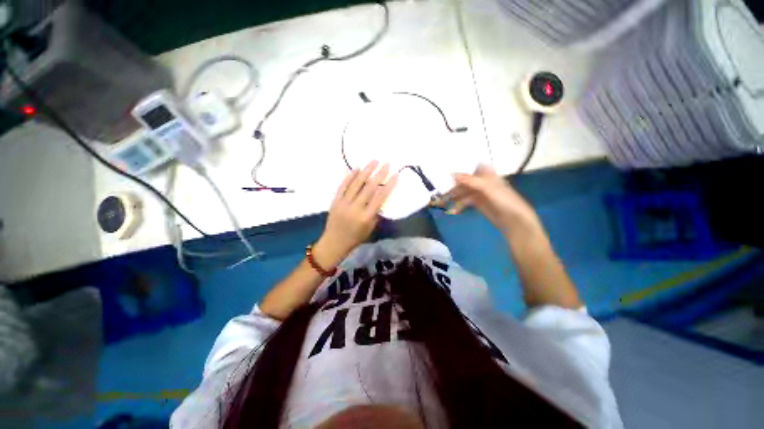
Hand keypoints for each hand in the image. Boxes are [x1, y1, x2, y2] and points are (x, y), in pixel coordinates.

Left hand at [314, 161, 397, 267]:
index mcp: (366, 217)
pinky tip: (356, 168)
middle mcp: (355, 208)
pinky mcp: (335, 201)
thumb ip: (376, 213)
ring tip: (374, 161)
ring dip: (365, 171)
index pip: (380, 198)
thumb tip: (380, 197)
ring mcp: (343, 203)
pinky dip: (349, 176)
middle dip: (379, 174)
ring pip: (356, 184)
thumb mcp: (370, 228)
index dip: (389, 185)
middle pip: (369, 188)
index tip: (395, 175)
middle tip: (386, 163)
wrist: (334, 242)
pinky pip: (343, 186)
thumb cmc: (356, 238)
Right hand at [446, 164, 539, 235]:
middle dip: (454, 183)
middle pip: (465, 180)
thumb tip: (453, 174)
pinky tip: (453, 209)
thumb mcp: (488, 187)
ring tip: (444, 199)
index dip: (461, 166)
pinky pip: (465, 201)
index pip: (472, 166)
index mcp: (487, 174)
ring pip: (463, 191)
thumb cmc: (504, 200)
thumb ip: (471, 180)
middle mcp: (482, 182)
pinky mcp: (477, 203)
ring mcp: (480, 193)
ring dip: (454, 195)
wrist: (514, 220)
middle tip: (441, 187)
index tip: (446, 166)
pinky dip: (459, 204)